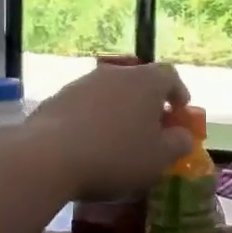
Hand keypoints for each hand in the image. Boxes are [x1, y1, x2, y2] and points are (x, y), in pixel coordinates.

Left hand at [22, 63, 191, 200]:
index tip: (180, 112)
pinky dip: (93, 119)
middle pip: (138, 82)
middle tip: (151, 129)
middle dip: (147, 104)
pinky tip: (89, 143)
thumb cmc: (115, 156)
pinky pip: (85, 106)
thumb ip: (178, 144)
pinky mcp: (57, 98)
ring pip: (110, 93)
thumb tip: (182, 136)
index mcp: (146, 81)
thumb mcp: (158, 159)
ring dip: (118, 111)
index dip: (178, 93)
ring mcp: (82, 83)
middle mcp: (115, 73)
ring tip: (118, 138)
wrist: (48, 157)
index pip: (170, 76)